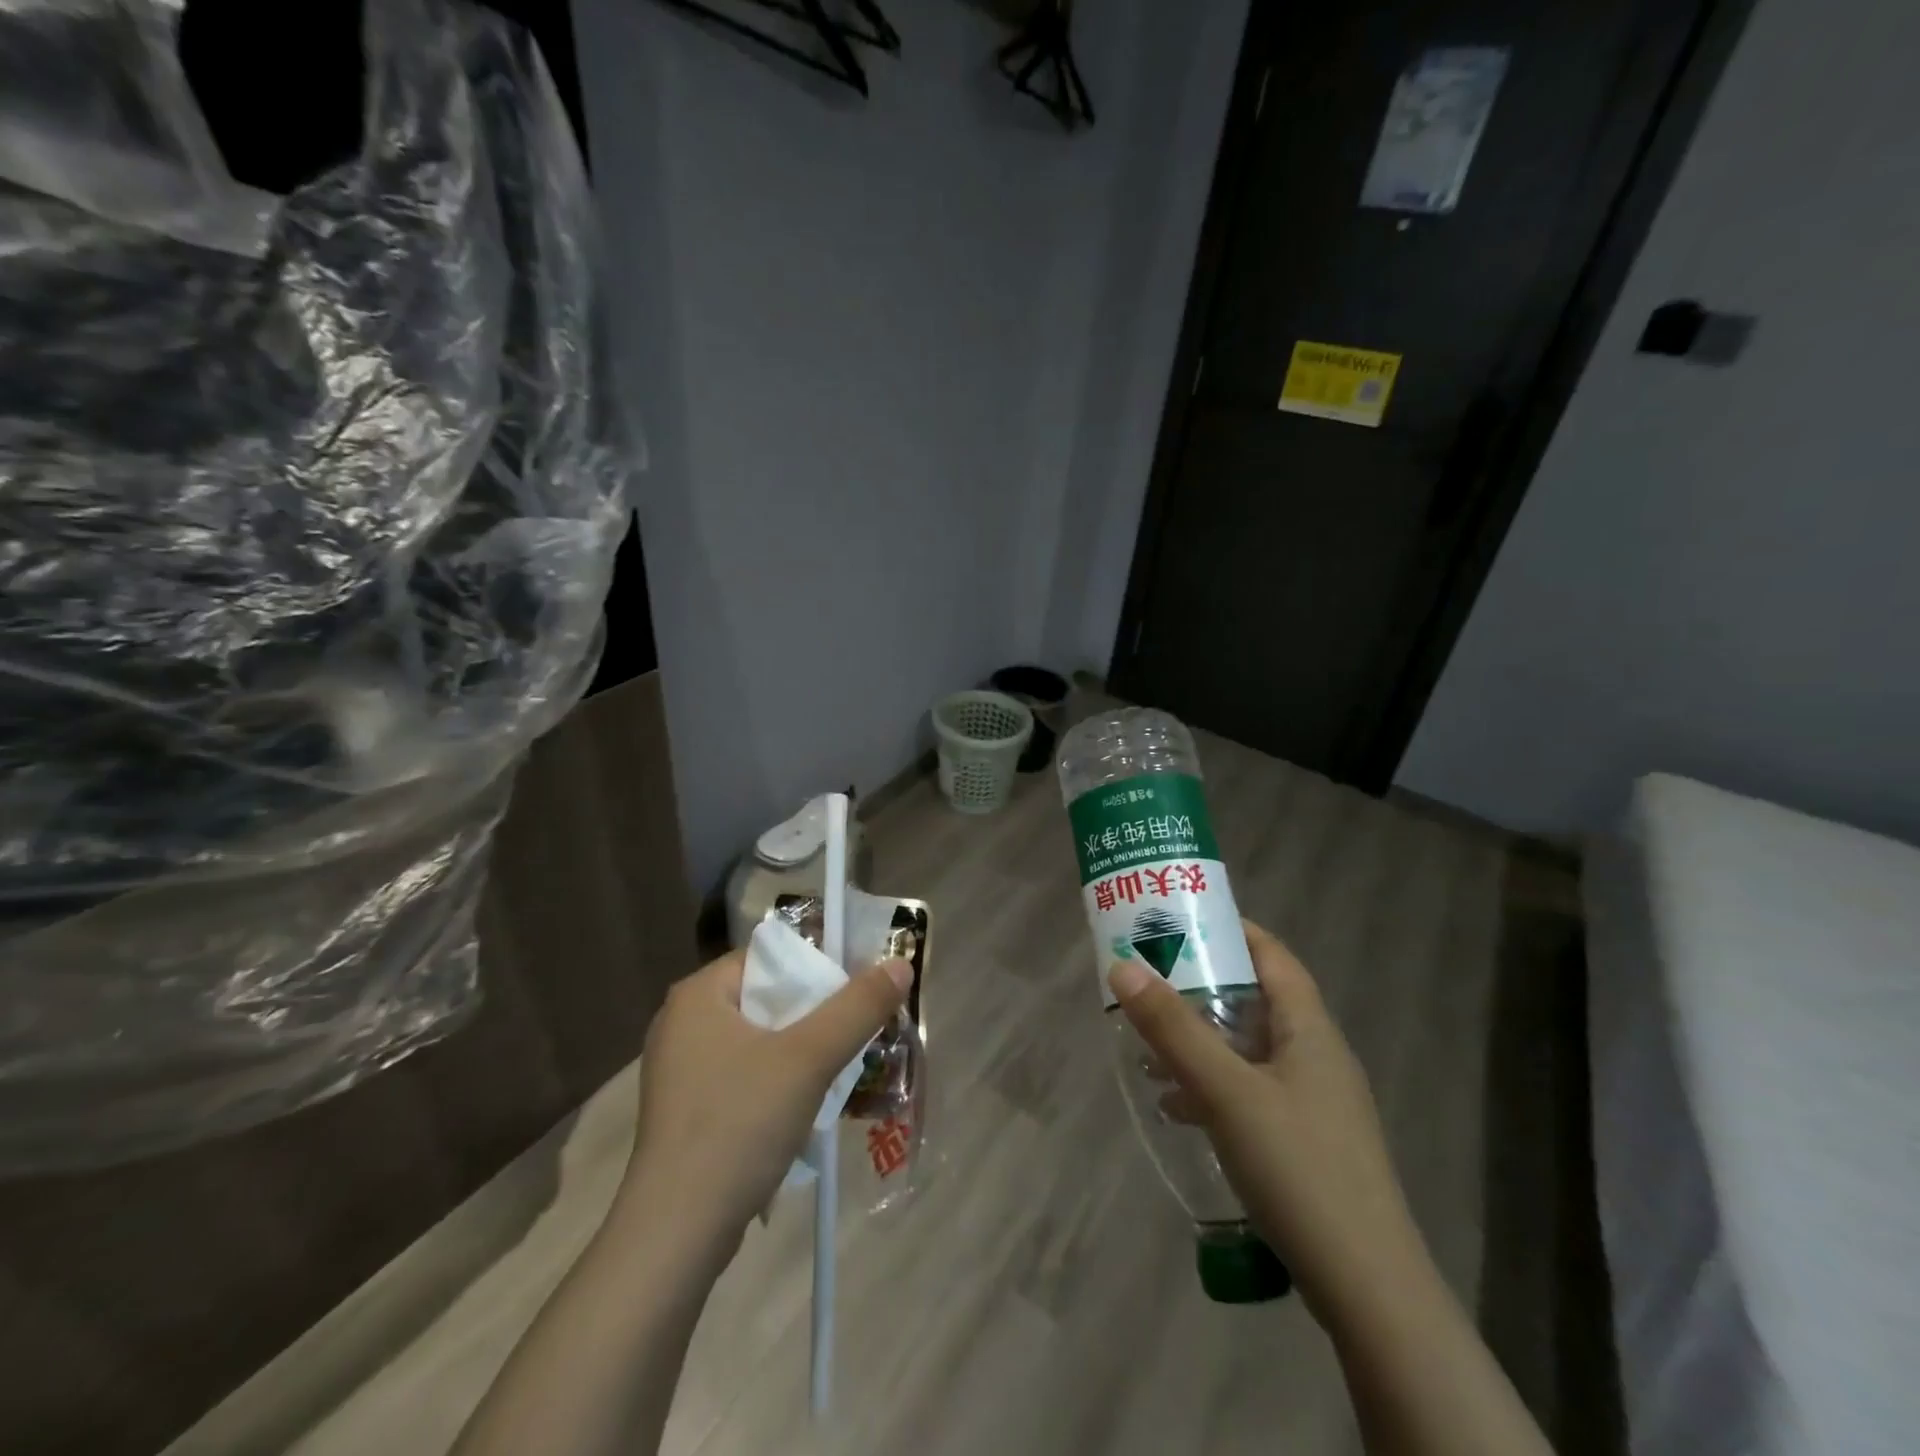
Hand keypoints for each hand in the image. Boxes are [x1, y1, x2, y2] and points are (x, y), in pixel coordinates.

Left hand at [618, 948, 912, 1260]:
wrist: (675, 1235)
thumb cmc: (738, 1126)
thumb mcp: (809, 1059)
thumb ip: (858, 1008)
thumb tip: (900, 964)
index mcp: (699, 994)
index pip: (771, 956)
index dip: (819, 967)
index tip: (858, 992)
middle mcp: (683, 1021)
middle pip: (768, 997)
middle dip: (816, 1014)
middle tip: (858, 1031)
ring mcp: (681, 1068)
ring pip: (760, 1039)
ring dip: (801, 1050)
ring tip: (842, 1067)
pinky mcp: (688, 1109)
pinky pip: (746, 1073)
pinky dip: (778, 1080)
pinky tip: (806, 1104)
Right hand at [1108, 921, 1425, 1324]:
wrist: (1368, 1290)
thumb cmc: (1299, 1169)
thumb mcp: (1227, 1092)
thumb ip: (1174, 1029)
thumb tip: (1123, 966)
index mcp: (1310, 1030)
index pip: (1271, 955)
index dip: (1229, 930)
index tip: (1179, 920)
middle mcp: (1316, 1056)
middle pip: (1255, 999)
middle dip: (1202, 986)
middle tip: (1150, 978)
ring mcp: (1314, 1102)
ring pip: (1249, 1048)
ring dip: (1201, 1038)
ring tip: (1148, 1040)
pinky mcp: (1305, 1142)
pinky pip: (1250, 1091)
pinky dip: (1212, 1085)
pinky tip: (1176, 1105)